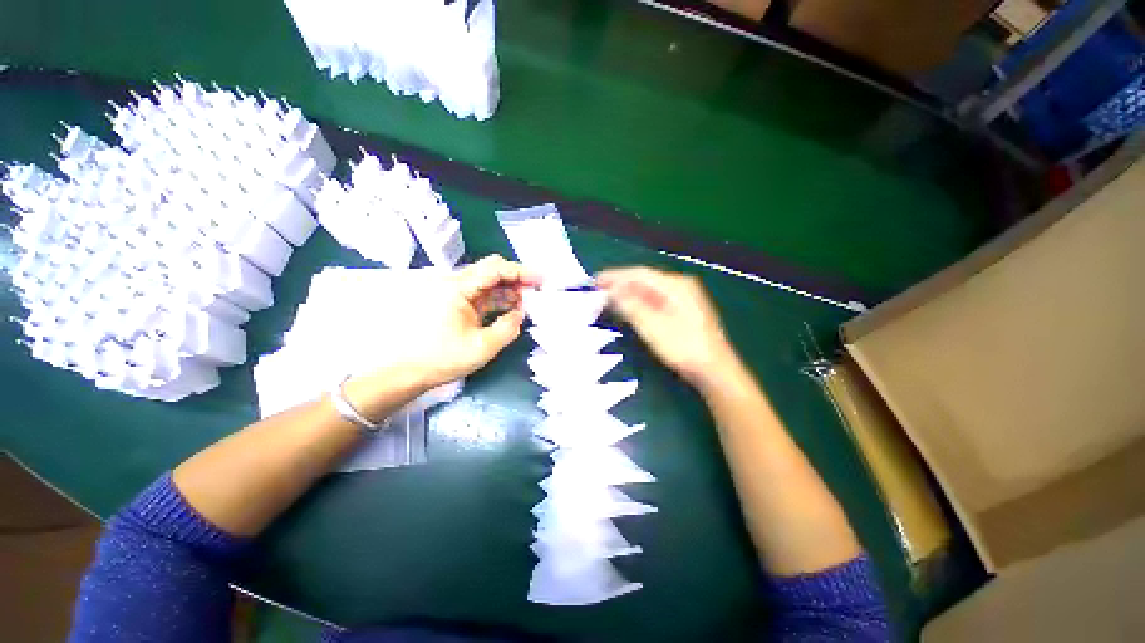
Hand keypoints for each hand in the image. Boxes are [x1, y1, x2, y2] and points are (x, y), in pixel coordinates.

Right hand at [597, 267, 738, 389]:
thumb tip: (612, 291)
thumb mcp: (652, 326)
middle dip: (620, 284)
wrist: (714, 369)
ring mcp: (683, 298)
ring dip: (628, 294)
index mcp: (675, 285)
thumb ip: (631, 306)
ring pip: (649, 290)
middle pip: (644, 280)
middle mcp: (680, 286)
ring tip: (608, 300)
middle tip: (598, 291)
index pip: (639, 274)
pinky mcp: (683, 310)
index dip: (615, 276)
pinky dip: (639, 302)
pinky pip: (655, 299)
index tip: (595, 281)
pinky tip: (629, 309)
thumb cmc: (683, 347)